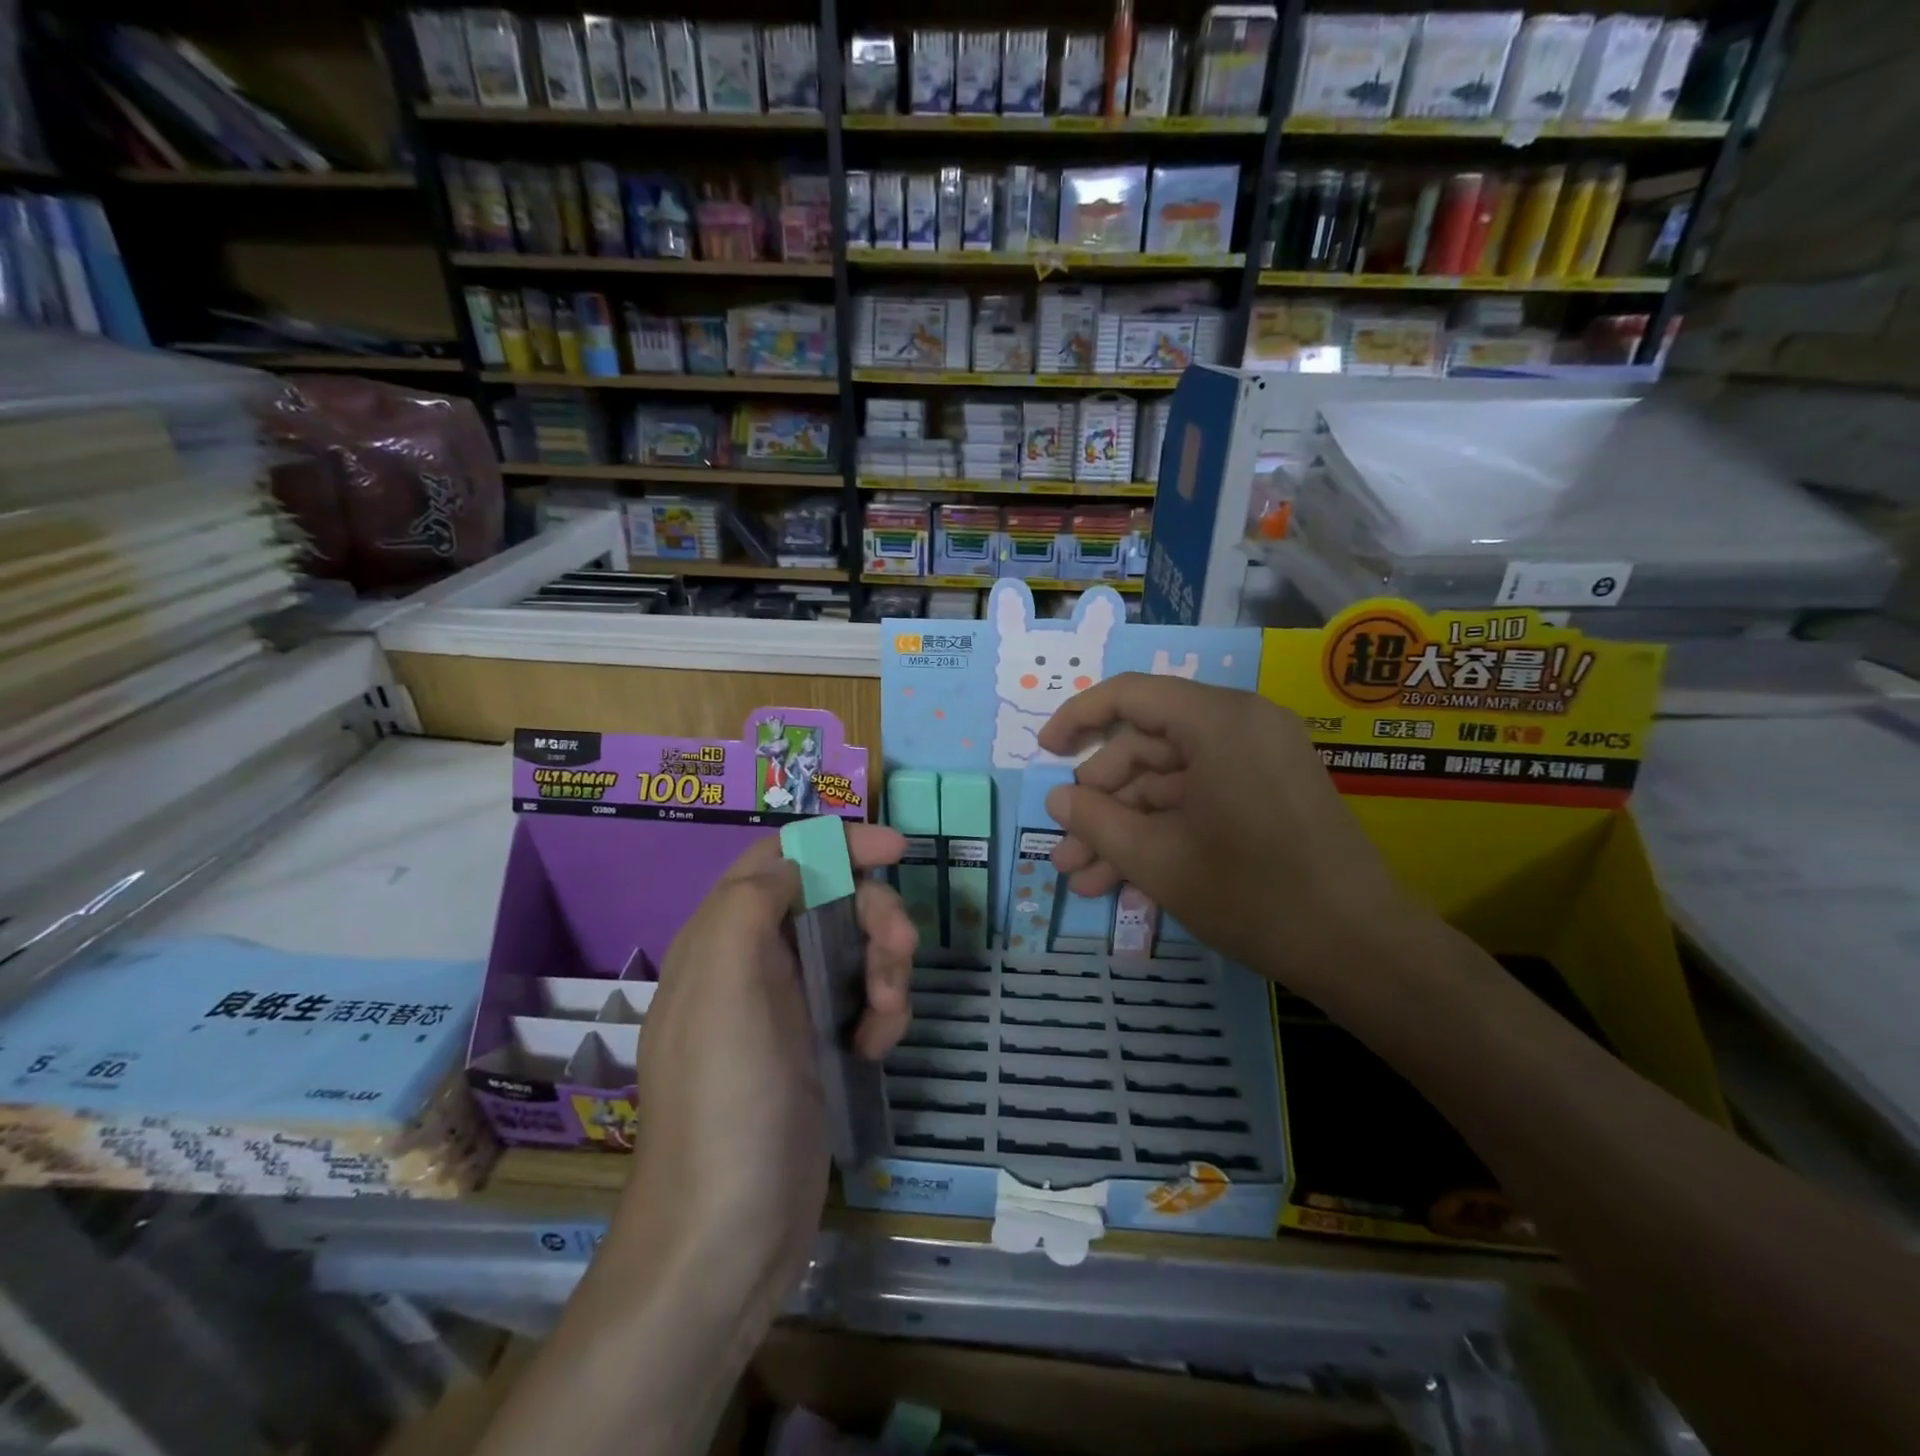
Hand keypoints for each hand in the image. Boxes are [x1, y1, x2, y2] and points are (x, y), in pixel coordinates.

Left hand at [616, 825, 915, 1325]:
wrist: (726, 1240)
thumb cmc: (725, 1102)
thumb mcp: (723, 988)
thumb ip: (749, 904)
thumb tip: (794, 862)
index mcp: (722, 938)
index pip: (781, 858)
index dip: (838, 843)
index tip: (898, 849)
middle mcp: (753, 963)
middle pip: (830, 900)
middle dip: (874, 916)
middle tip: (902, 949)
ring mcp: (787, 1008)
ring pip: (854, 949)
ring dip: (885, 969)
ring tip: (889, 1018)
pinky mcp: (815, 1048)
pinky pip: (862, 1001)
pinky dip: (881, 1014)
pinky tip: (876, 1049)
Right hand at [1038, 673, 1420, 1004]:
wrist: (1362, 949)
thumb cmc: (1253, 893)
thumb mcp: (1158, 860)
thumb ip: (1097, 822)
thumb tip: (1058, 801)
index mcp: (1217, 721)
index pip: (1130, 695)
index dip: (1078, 719)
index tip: (1043, 753)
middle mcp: (1241, 726)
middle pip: (1147, 747)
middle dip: (1100, 802)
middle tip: (1065, 848)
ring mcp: (1258, 762)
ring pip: (1169, 783)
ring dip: (1125, 828)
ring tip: (1084, 878)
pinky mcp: (1269, 795)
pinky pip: (1200, 800)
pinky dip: (1163, 833)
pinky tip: (1127, 883)